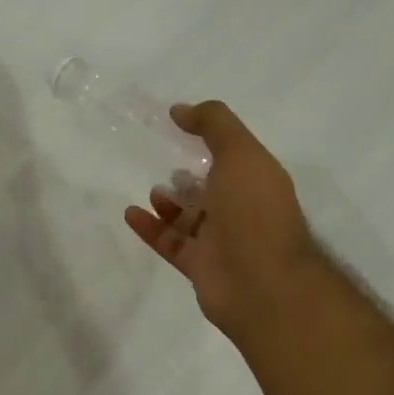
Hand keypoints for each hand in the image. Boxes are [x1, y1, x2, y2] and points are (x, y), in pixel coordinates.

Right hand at [124, 100, 320, 342]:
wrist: (262, 284)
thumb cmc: (254, 211)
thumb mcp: (240, 153)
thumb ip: (213, 124)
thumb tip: (180, 109)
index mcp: (259, 181)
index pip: (236, 155)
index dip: (212, 139)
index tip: (181, 126)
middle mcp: (243, 210)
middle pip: (214, 188)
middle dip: (193, 176)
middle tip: (167, 163)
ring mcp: (223, 242)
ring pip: (192, 218)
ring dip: (171, 203)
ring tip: (153, 189)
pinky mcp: (201, 267)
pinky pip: (171, 243)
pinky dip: (152, 228)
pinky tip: (131, 213)